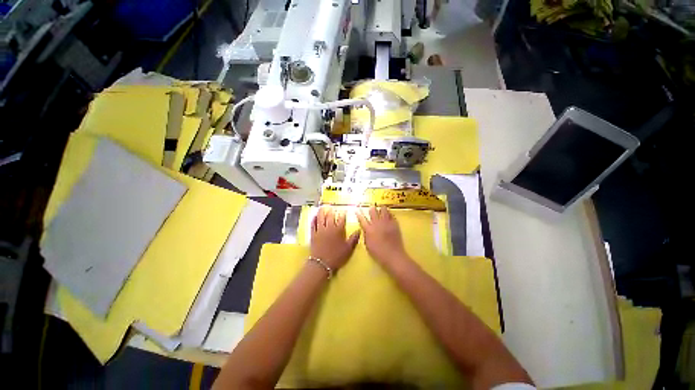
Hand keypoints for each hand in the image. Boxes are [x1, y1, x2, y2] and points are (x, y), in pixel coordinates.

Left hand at [310, 207, 360, 270]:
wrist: (322, 264)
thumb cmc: (337, 256)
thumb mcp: (348, 248)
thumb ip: (354, 238)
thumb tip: (359, 230)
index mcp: (339, 230)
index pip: (341, 218)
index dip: (343, 213)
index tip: (344, 211)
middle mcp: (329, 227)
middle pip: (330, 215)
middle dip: (332, 210)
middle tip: (332, 207)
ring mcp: (320, 230)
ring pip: (320, 217)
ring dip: (322, 211)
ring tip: (323, 207)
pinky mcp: (313, 234)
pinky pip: (313, 224)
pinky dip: (314, 219)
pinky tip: (314, 215)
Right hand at [356, 206, 407, 266]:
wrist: (393, 255)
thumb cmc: (378, 253)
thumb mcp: (367, 245)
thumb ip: (366, 235)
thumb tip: (365, 229)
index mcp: (369, 229)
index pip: (361, 219)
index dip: (358, 213)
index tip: (357, 210)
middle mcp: (377, 223)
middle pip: (373, 211)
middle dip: (371, 209)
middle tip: (372, 209)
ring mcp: (386, 222)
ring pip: (383, 209)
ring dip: (381, 209)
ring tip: (381, 210)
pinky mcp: (394, 223)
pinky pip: (391, 214)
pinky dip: (389, 213)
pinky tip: (388, 215)